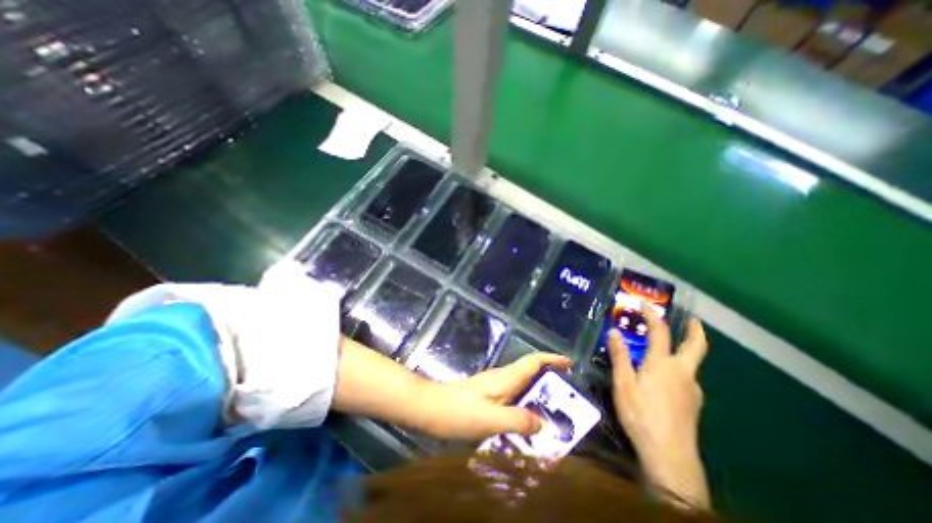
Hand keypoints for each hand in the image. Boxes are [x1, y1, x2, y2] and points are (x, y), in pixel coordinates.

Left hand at [418, 352, 572, 439]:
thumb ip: (518, 421)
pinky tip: (526, 426)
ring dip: (538, 398)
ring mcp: (495, 386)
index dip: (552, 359)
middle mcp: (503, 378)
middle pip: (531, 373)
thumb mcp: (492, 419)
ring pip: (523, 387)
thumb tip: (542, 424)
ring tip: (552, 418)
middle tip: (567, 402)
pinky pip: (513, 398)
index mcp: (507, 378)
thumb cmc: (461, 411)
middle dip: (550, 383)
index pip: (534, 361)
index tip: (569, 364)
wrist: (433, 408)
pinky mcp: (488, 396)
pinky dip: (525, 408)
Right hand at [609, 309, 710, 507]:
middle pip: (696, 346)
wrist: (669, 454)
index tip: (646, 305)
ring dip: (685, 350)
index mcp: (663, 364)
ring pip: (692, 364)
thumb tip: (614, 331)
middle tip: (692, 319)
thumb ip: (620, 355)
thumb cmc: (641, 413)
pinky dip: (680, 368)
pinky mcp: (694, 403)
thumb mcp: (623, 383)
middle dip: (695, 330)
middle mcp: (683, 372)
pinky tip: (666, 378)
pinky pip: (687, 378)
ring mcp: (692, 389)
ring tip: (668, 349)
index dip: (654, 316)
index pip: (661, 332)